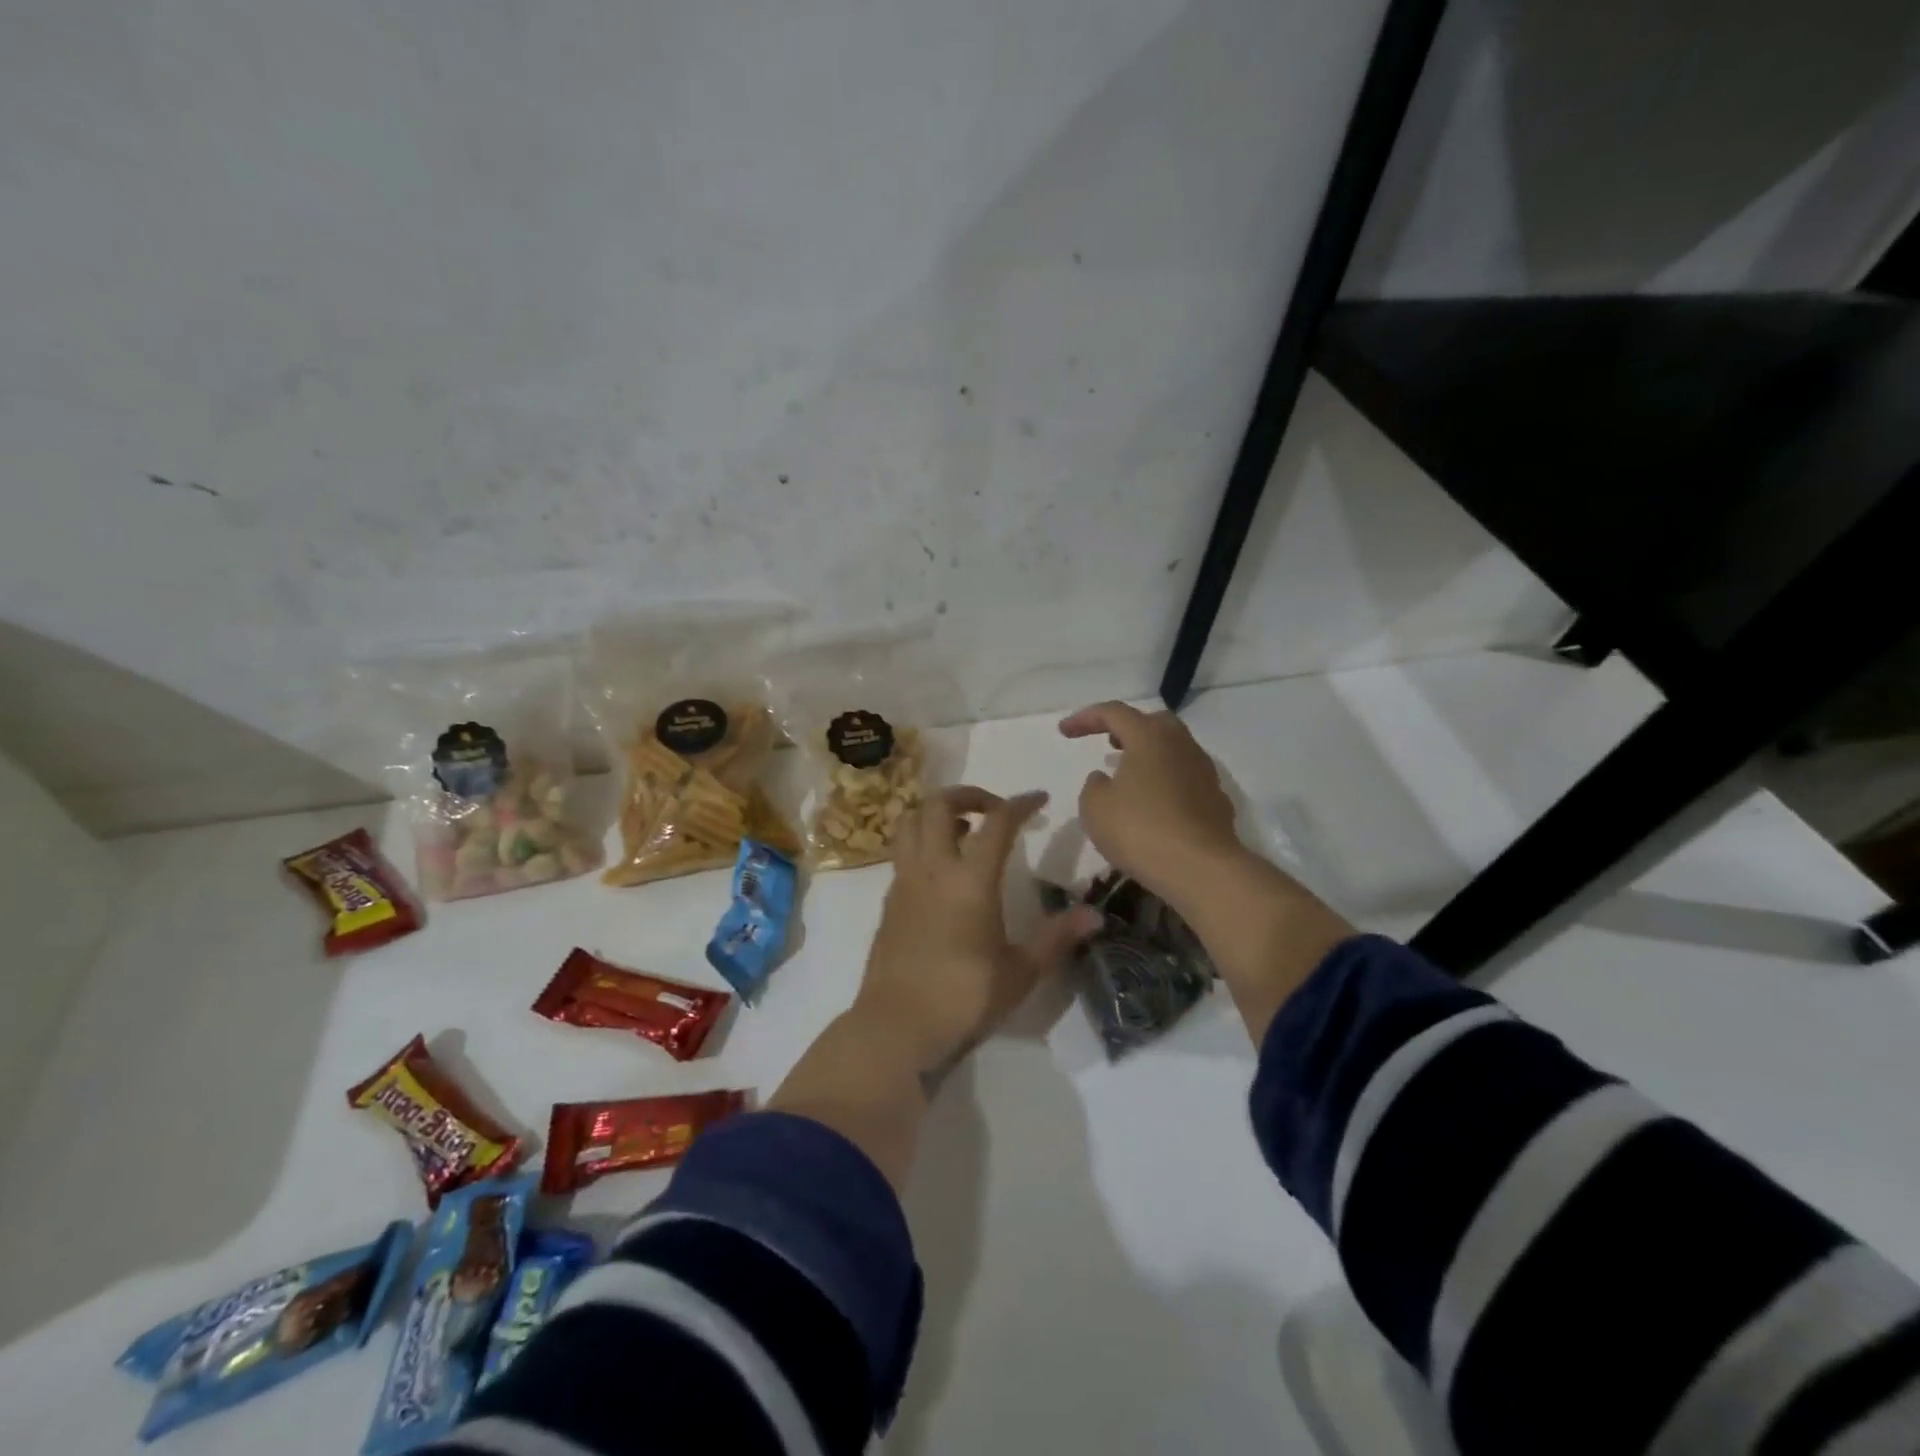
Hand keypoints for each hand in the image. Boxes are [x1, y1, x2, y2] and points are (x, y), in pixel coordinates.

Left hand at [857, 785, 1100, 1085]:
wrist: (896, 1027)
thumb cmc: (963, 999)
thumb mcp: (1020, 973)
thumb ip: (1056, 938)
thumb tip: (1095, 915)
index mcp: (970, 880)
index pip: (997, 822)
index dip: (1020, 803)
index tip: (1039, 800)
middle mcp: (932, 869)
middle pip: (939, 804)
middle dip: (968, 794)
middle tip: (993, 809)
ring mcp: (904, 881)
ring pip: (910, 821)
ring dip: (936, 812)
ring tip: (963, 831)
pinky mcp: (889, 900)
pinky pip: (902, 851)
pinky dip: (922, 841)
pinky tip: (941, 870)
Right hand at [1059, 701, 1242, 903]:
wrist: (1201, 868)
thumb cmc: (1140, 830)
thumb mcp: (1096, 808)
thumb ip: (1094, 786)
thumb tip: (1105, 778)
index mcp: (1149, 737)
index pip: (1114, 712)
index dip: (1086, 718)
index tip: (1064, 732)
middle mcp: (1181, 745)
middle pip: (1153, 722)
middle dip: (1128, 728)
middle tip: (1108, 741)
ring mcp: (1204, 771)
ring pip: (1173, 750)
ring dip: (1148, 755)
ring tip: (1128, 775)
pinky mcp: (1216, 799)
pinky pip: (1185, 778)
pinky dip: (1165, 781)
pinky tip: (1154, 804)